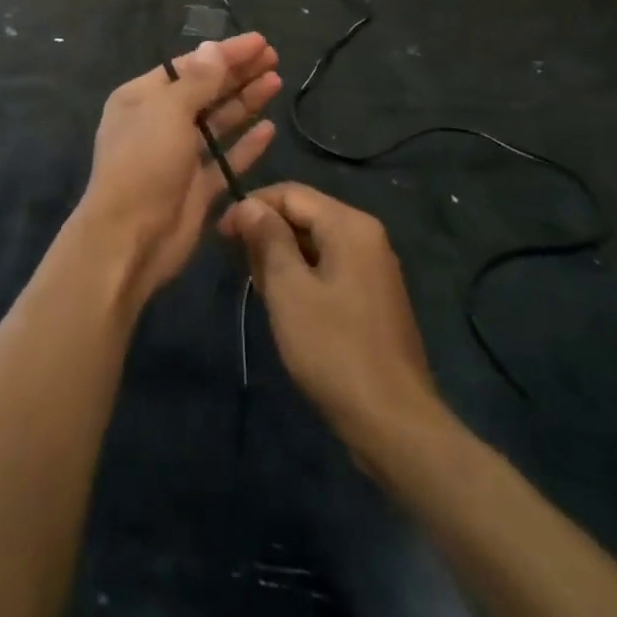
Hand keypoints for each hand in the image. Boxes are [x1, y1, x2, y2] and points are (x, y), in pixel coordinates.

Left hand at [74, 34, 279, 302]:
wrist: (130, 238)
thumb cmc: (144, 163)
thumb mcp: (168, 112)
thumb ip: (197, 81)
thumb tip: (214, 47)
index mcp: (142, 98)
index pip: (190, 66)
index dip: (225, 53)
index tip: (260, 42)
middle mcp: (159, 123)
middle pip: (206, 90)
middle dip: (238, 73)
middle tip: (274, 57)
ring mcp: (178, 156)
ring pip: (218, 122)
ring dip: (245, 102)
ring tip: (276, 82)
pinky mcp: (196, 188)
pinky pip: (225, 159)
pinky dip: (246, 145)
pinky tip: (269, 129)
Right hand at [220, 184, 440, 465]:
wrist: (394, 423)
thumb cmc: (334, 350)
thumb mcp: (288, 290)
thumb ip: (267, 239)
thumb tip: (248, 205)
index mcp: (349, 225)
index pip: (290, 193)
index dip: (251, 207)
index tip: (221, 236)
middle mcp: (367, 235)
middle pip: (304, 215)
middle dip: (268, 235)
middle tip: (243, 271)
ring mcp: (374, 267)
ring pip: (315, 243)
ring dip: (283, 259)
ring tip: (263, 293)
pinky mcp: (374, 296)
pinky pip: (330, 267)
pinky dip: (304, 276)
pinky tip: (289, 307)